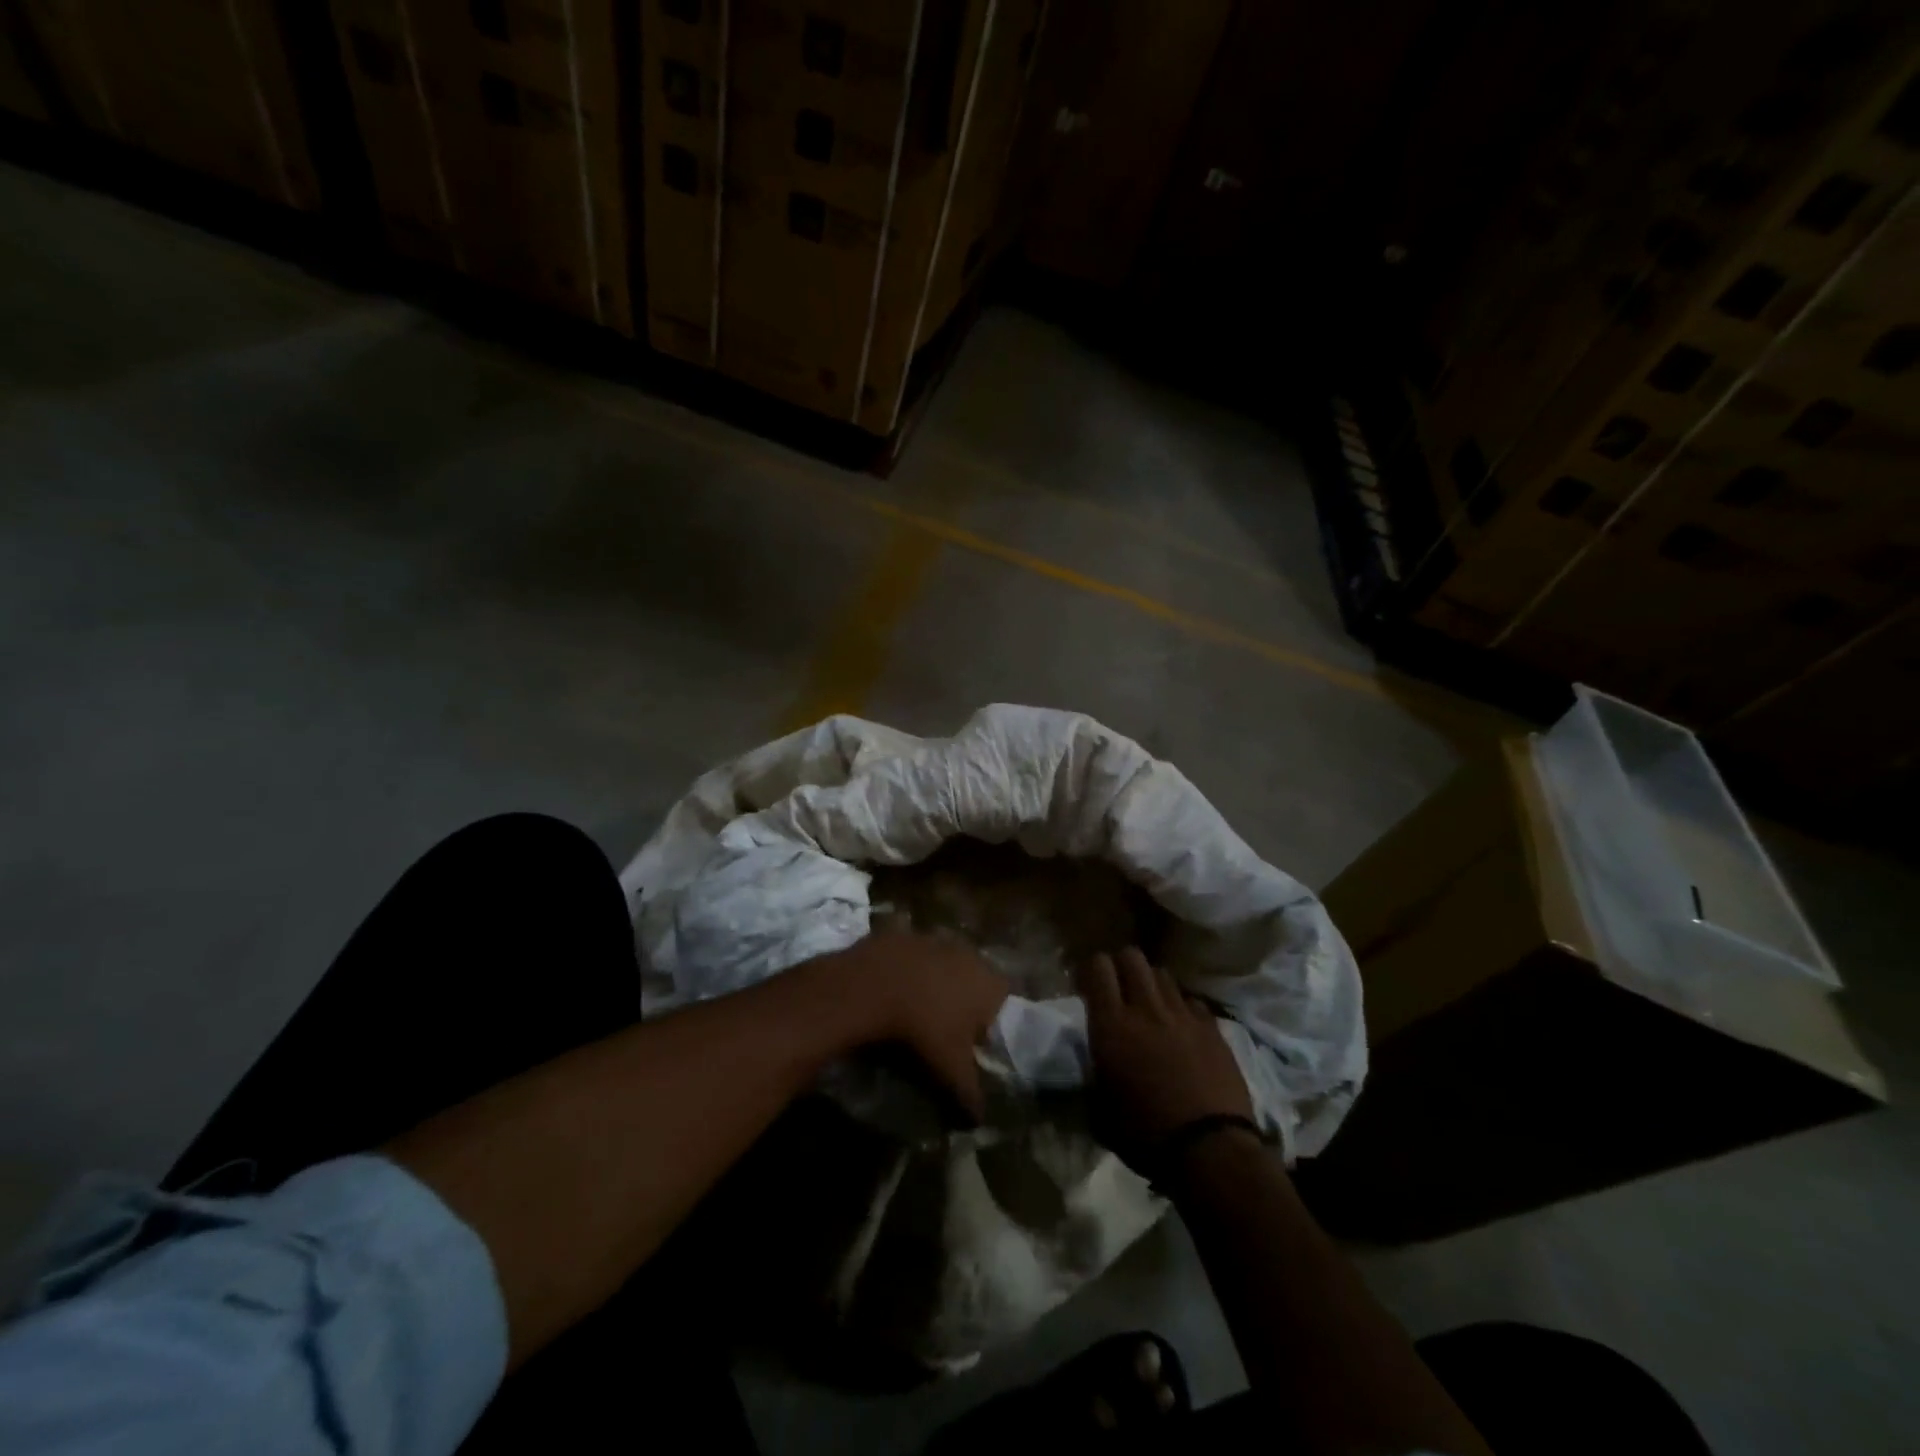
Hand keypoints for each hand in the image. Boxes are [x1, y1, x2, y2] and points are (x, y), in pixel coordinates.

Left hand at [826, 929, 1009, 1119]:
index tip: (973, 1039)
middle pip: (974, 976)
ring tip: (914, 1008)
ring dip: (933, 980)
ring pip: (942, 962)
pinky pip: (910, 954)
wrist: (873, 986)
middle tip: (943, 1025)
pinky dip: (904, 969)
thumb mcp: (950, 1069)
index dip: (991, 1018)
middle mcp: (967, 953)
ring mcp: (934, 939)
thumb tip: (979, 1121)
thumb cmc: (924, 1028)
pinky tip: (890, 990)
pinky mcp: (903, 933)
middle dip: (962, 997)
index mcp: (988, 982)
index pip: (1003, 997)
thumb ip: (970, 1094)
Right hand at [1077, 948, 1252, 1168]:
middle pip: (1132, 957)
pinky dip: (1182, 1007)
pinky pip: (1191, 1000)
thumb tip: (1093, 1067)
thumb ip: (1094, 1075)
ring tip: (1151, 1006)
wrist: (1211, 1150)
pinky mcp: (1212, 1028)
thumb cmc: (1146, 1135)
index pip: (1098, 967)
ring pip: (1162, 973)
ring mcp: (1182, 1014)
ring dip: (1151, 983)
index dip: (1090, 970)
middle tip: (1118, 990)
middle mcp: (1145, 1008)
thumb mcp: (1101, 1110)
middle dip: (1121, 966)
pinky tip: (1182, 1028)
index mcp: (1111, 1025)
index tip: (1087, 988)